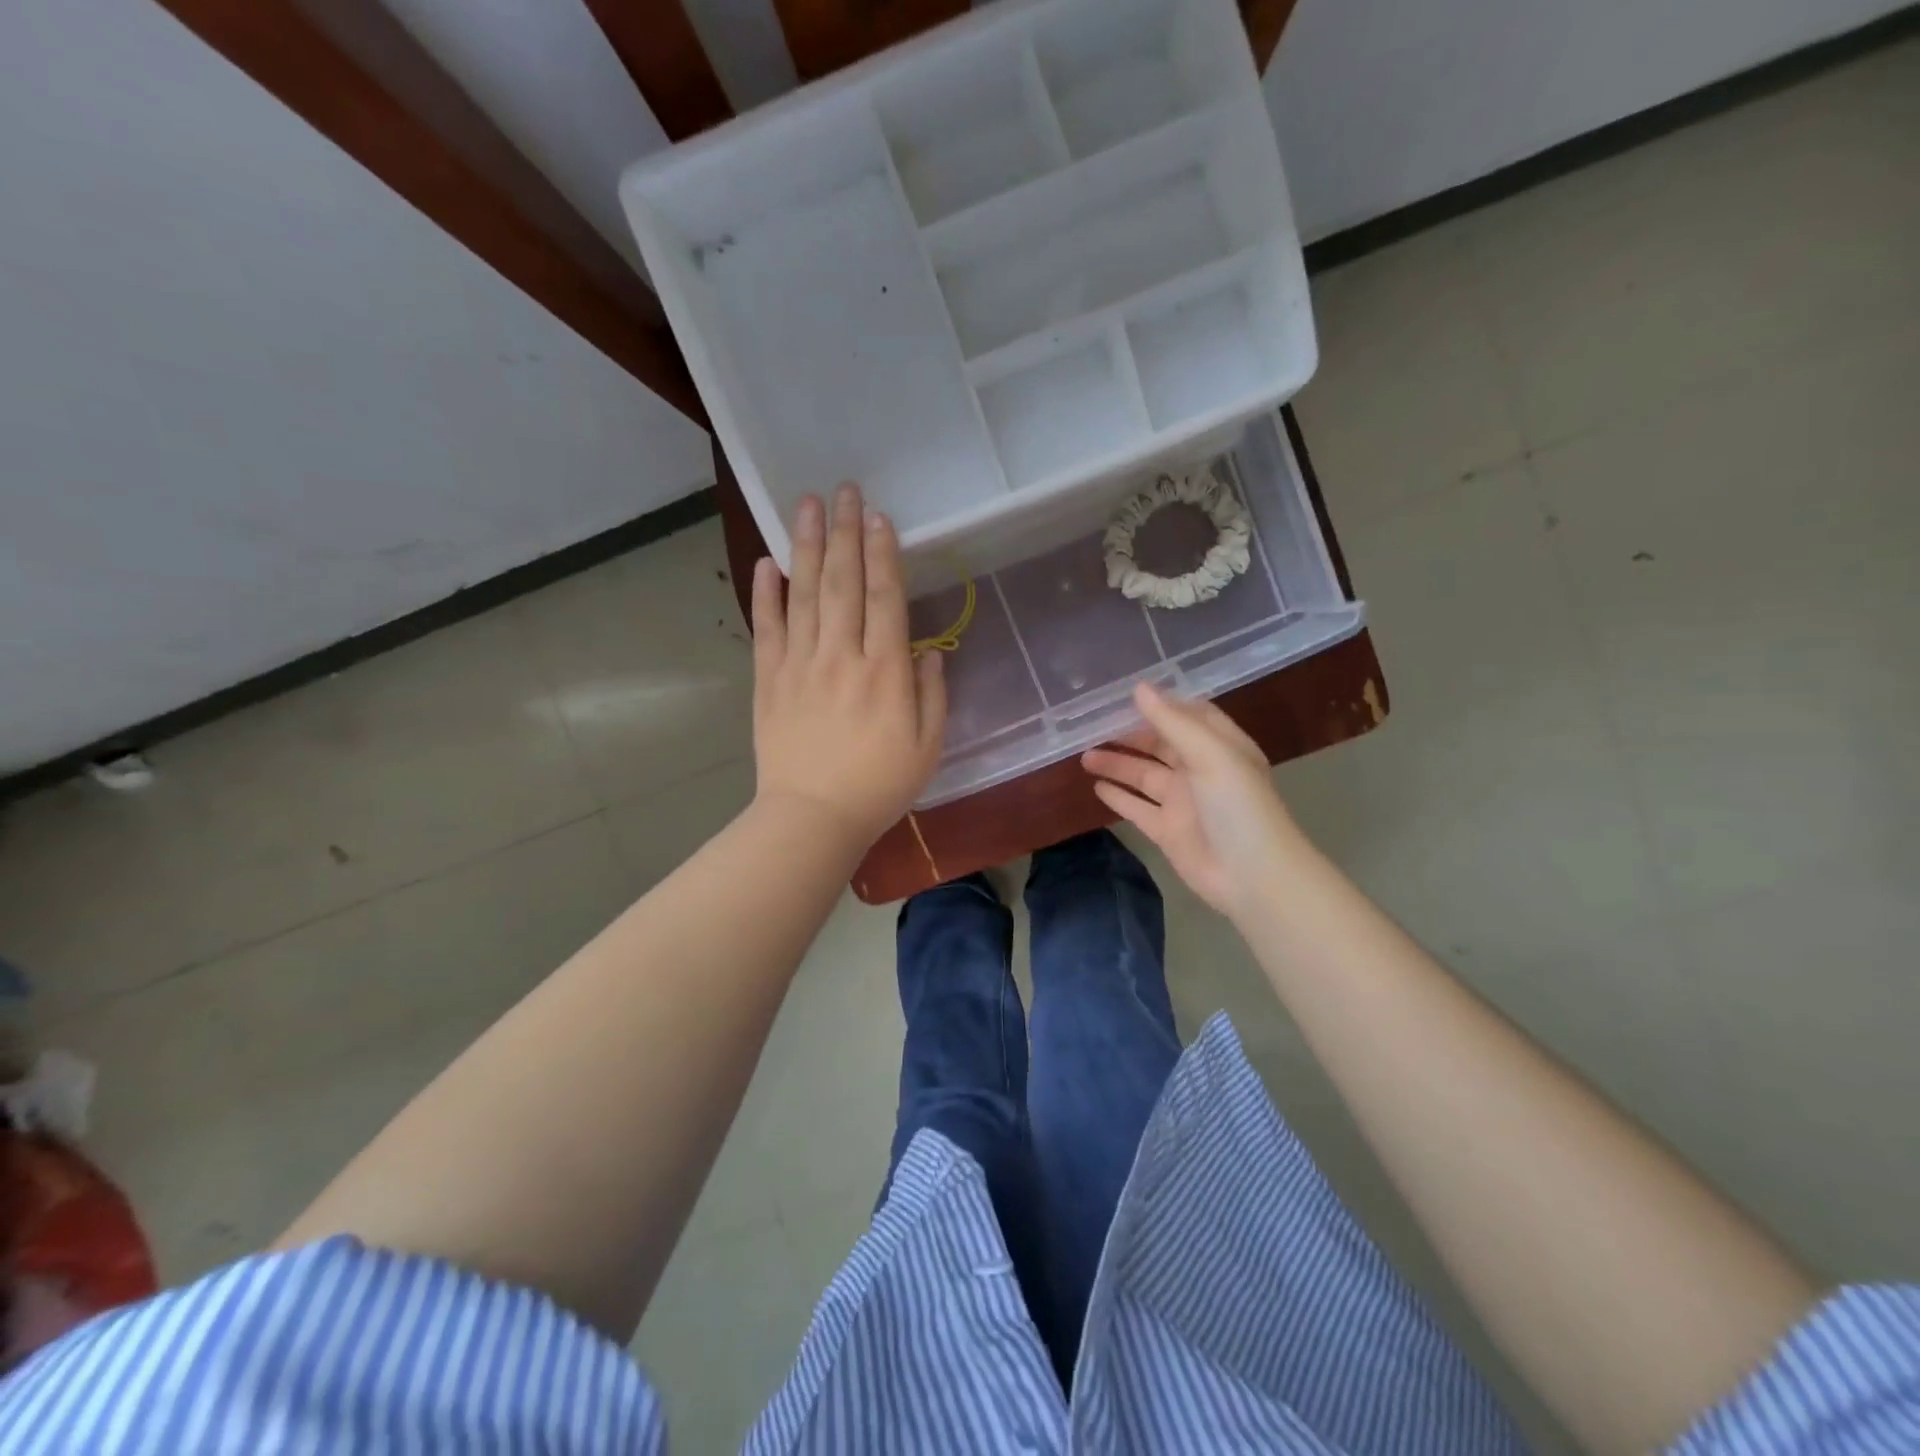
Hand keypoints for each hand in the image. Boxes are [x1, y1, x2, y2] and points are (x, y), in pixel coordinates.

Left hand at [751, 483, 945, 853]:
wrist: (812, 818)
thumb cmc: (878, 787)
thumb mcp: (927, 747)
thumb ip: (932, 695)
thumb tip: (929, 651)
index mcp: (885, 672)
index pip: (884, 598)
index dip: (882, 553)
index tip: (878, 516)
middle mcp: (842, 656)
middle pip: (842, 582)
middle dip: (844, 532)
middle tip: (843, 489)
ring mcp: (800, 665)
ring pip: (804, 594)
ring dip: (806, 545)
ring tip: (806, 504)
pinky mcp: (769, 680)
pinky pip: (766, 628)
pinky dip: (765, 594)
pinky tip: (767, 562)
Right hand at [1082, 682, 1302, 916]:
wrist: (1252, 875)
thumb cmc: (1237, 805)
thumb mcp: (1210, 754)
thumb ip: (1172, 721)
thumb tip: (1138, 687)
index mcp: (1220, 746)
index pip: (1189, 715)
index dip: (1161, 705)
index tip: (1125, 696)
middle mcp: (1200, 770)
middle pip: (1160, 745)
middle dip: (1129, 735)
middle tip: (1092, 727)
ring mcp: (1182, 802)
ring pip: (1143, 776)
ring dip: (1117, 764)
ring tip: (1084, 756)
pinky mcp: (1167, 830)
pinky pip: (1137, 808)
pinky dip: (1118, 797)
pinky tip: (1095, 786)